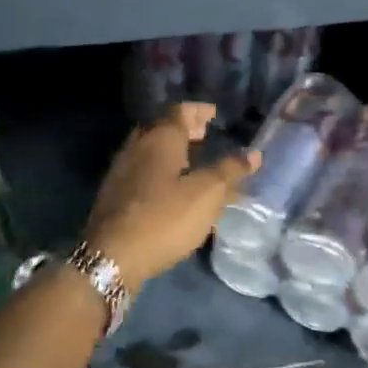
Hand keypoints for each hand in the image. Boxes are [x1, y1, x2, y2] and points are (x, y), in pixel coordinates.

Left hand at [85, 103, 258, 285]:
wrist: (113, 256)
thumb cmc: (165, 218)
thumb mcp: (206, 194)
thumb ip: (229, 171)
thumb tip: (254, 154)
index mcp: (159, 139)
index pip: (180, 111)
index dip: (198, 111)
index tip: (214, 114)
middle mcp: (136, 147)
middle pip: (161, 129)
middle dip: (184, 129)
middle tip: (204, 135)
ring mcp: (120, 171)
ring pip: (148, 151)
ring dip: (171, 152)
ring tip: (192, 162)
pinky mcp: (114, 195)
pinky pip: (141, 172)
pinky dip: (159, 171)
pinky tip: (171, 190)